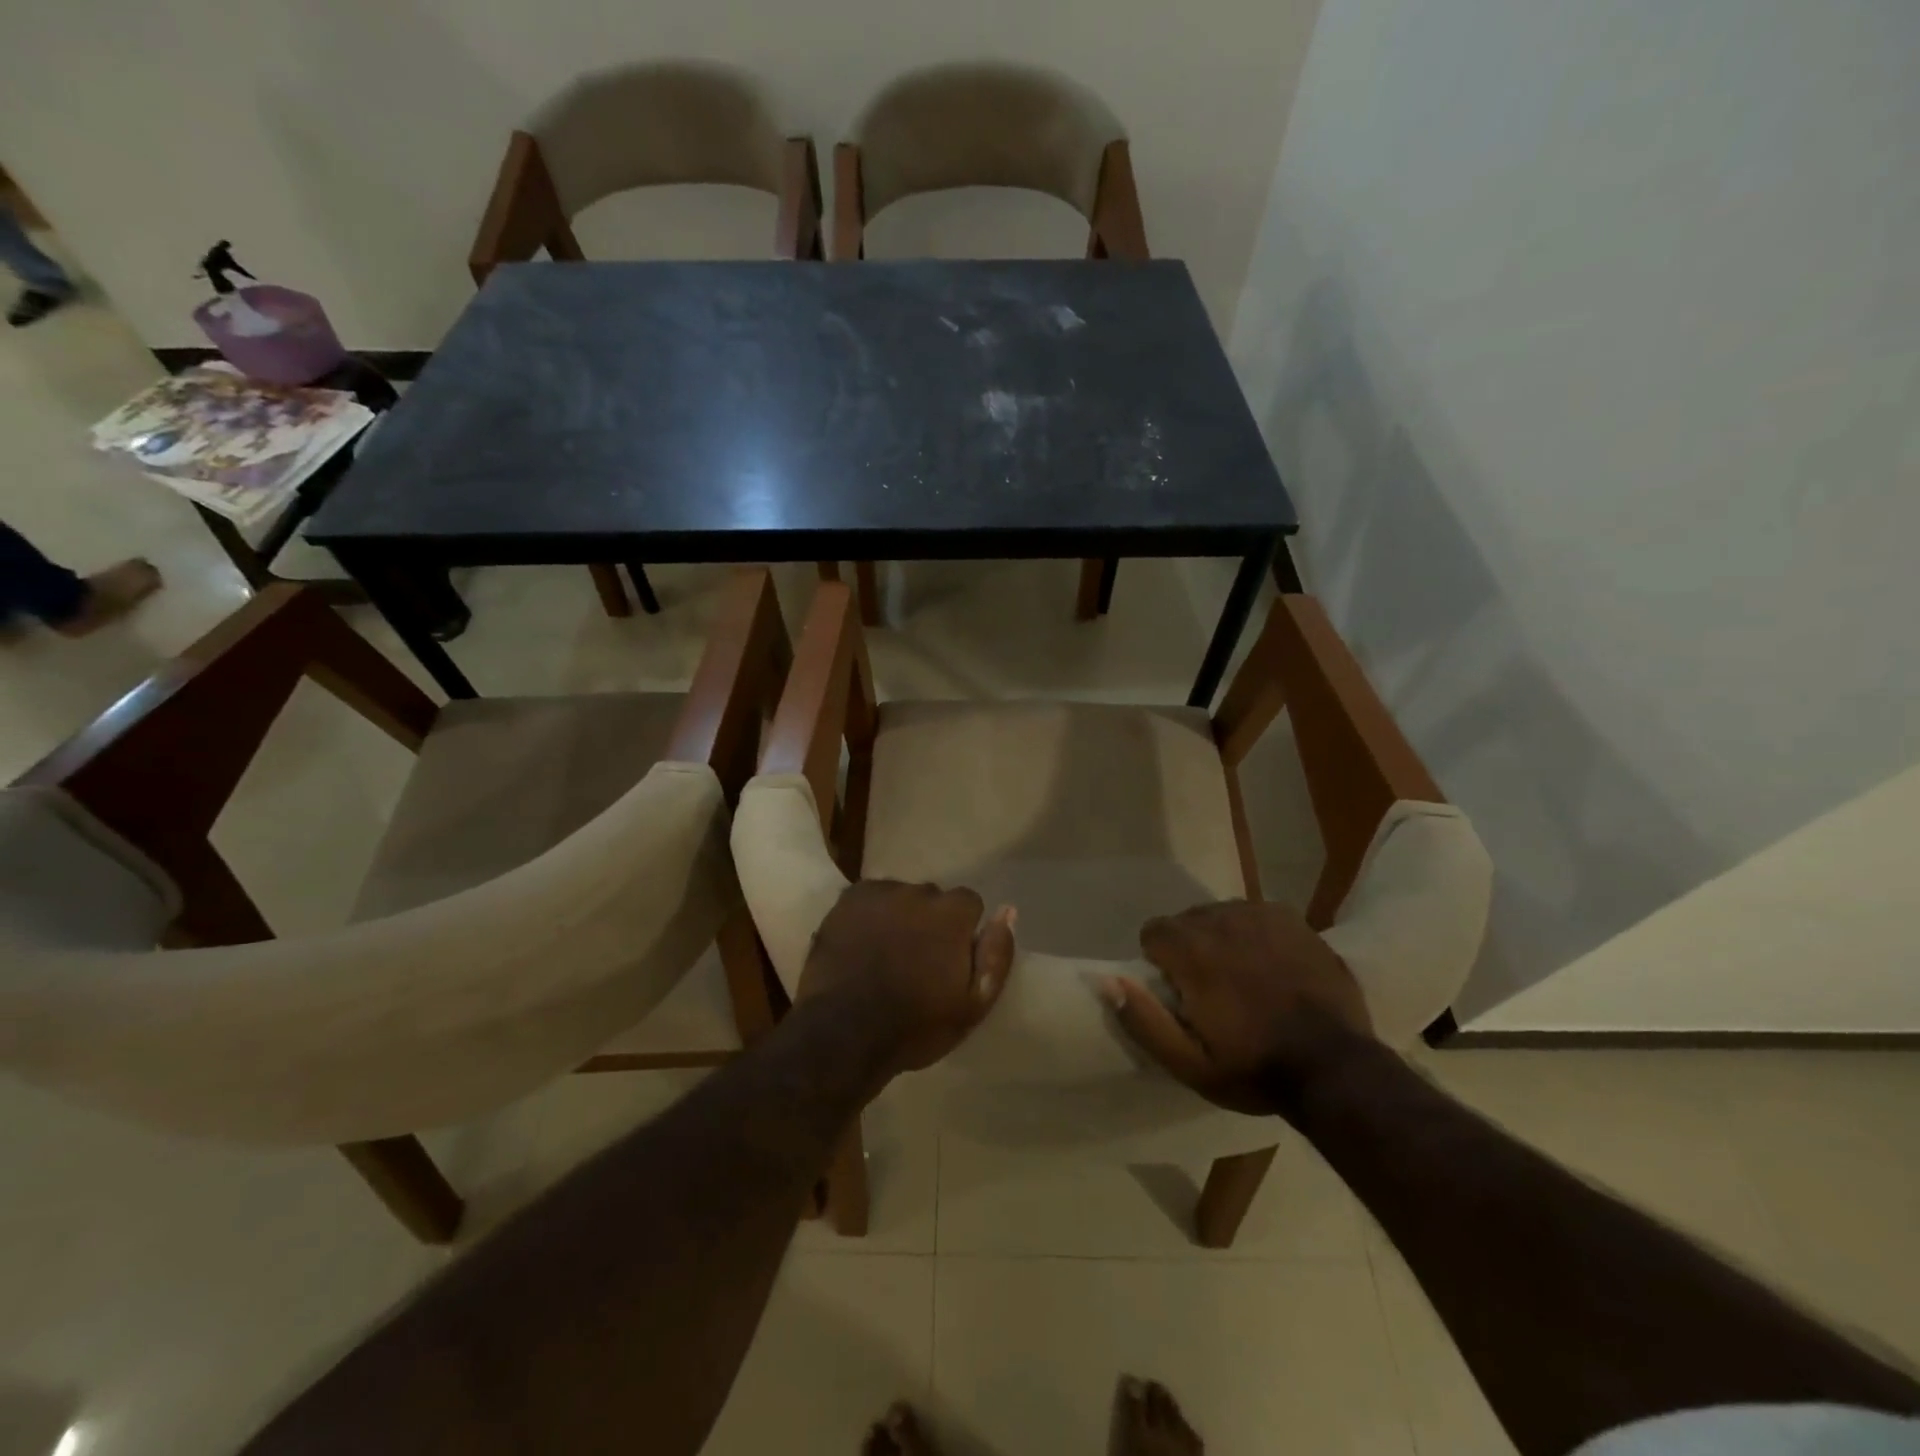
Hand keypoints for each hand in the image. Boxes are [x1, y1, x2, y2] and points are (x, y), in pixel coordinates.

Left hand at [798, 880, 1016, 1080]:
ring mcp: (879, 893)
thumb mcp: (972, 1004)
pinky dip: (869, 915)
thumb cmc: (915, 1026)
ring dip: (898, 916)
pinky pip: (869, 899)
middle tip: (915, 960)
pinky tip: (862, 943)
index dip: (961, 932)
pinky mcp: (847, 900)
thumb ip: (996, 955)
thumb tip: (1008, 911)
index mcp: (951, 914)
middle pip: (932, 899)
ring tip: (885, 953)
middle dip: (929, 922)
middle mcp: (917, 892)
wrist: (843, 1034)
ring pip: (899, 897)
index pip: (969, 903)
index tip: (949, 960)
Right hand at [1102, 900, 1373, 1114]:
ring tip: (1245, 978)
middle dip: (1191, 949)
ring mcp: (1261, 915)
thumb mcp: (1189, 1064)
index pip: (1153, 932)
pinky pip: (1255, 914)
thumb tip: (1107, 981)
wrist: (1336, 1068)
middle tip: (1213, 991)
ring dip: (1222, 939)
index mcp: (1192, 951)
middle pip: (1187, 921)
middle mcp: (1222, 920)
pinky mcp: (1291, 918)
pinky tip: (1272, 965)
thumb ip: (1143, 1020)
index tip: (1181, 993)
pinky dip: (1254, 934)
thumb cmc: (1255, 1069)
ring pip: (1221, 915)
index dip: (1161, 963)